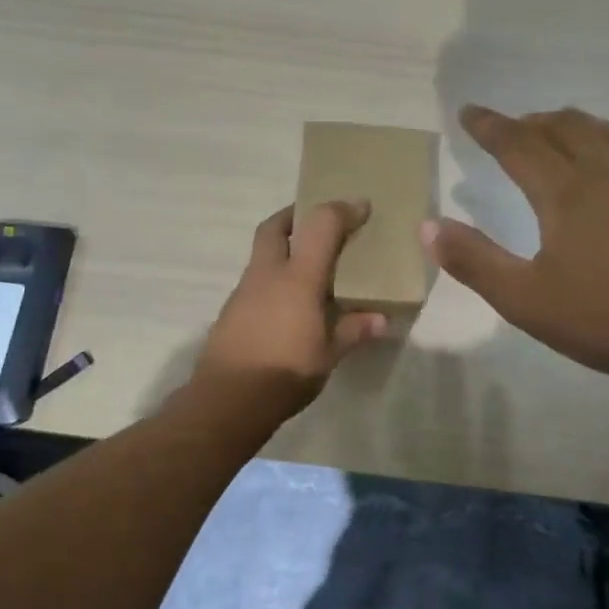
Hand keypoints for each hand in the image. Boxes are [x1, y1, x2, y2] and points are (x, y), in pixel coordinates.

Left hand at [193, 200, 389, 420]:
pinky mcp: (231, 312)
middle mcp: (266, 275)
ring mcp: (243, 292)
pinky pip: (256, 282)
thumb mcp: (328, 355)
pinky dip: (273, 280)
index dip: (342, 210)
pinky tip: (287, 304)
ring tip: (308, 267)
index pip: (320, 226)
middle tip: (317, 221)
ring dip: (283, 249)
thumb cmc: (285, 372)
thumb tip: (381, 319)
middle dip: (295, 216)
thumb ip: (353, 331)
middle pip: (274, 227)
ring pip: (261, 255)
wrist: (227, 401)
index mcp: (297, 278)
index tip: (362, 207)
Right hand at [422, 106, 608, 402]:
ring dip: (574, 125)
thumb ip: (475, 262)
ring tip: (560, 132)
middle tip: (512, 126)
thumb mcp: (528, 300)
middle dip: (532, 122)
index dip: (490, 126)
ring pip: (606, 133)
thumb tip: (428, 227)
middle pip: (565, 127)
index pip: (518, 144)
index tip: (470, 112)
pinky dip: (608, 144)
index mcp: (566, 191)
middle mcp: (608, 172)